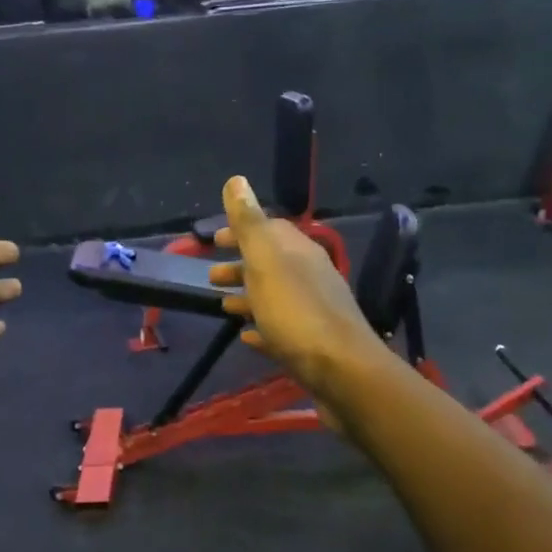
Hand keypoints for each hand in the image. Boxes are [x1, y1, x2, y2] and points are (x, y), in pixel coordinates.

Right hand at [207, 176, 386, 398]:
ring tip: (222, 306)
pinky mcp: (313, 344)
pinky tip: (247, 337)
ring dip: (248, 296)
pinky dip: (262, 327)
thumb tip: (236, 179)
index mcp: (298, 252)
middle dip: (240, 266)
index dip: (240, 230)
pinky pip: (282, 330)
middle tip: (210, 276)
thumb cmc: (296, 312)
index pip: (268, 229)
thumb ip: (249, 222)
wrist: (341, 371)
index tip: (213, 240)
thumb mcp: (266, 261)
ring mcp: (313, 311)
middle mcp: (310, 276)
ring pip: (275, 296)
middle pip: (270, 264)